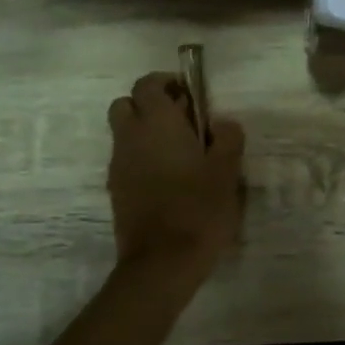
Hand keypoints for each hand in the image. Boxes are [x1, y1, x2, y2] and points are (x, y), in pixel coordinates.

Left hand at [107, 72, 245, 271]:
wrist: (162, 263)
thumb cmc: (199, 210)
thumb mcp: (226, 172)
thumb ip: (228, 139)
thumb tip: (222, 122)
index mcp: (158, 124)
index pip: (147, 84)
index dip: (166, 82)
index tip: (190, 94)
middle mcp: (130, 138)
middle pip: (126, 104)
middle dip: (149, 104)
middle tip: (181, 120)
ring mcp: (119, 165)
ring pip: (123, 133)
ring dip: (145, 132)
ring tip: (179, 152)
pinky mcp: (116, 190)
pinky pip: (125, 159)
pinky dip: (141, 157)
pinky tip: (168, 179)